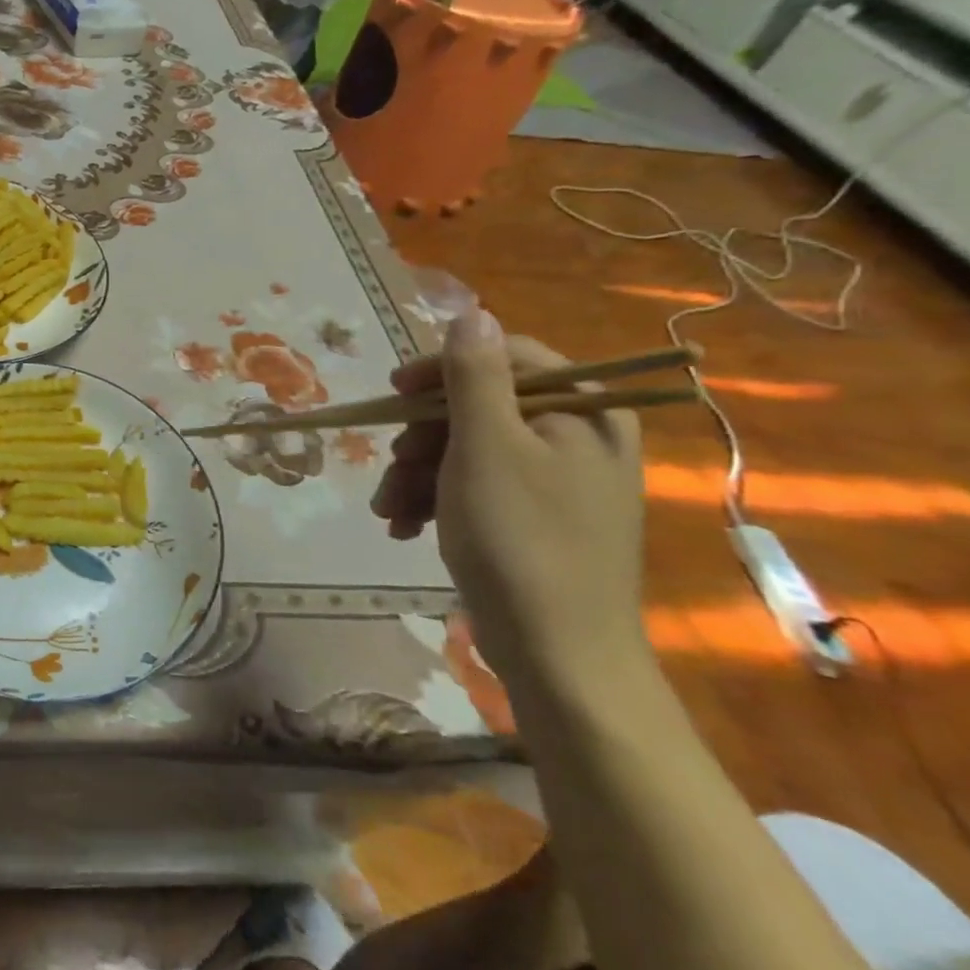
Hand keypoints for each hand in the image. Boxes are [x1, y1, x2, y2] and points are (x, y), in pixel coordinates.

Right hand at [372, 310, 647, 692]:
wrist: (559, 657)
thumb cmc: (520, 540)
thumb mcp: (485, 447)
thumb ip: (476, 376)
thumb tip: (473, 312)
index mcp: (583, 413)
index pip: (506, 358)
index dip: (443, 369)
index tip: (395, 391)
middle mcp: (578, 438)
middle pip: (480, 407)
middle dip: (423, 438)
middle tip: (390, 466)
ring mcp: (559, 482)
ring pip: (469, 449)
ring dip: (419, 474)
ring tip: (387, 509)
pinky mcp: (538, 518)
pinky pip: (478, 487)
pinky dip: (436, 500)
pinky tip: (405, 526)